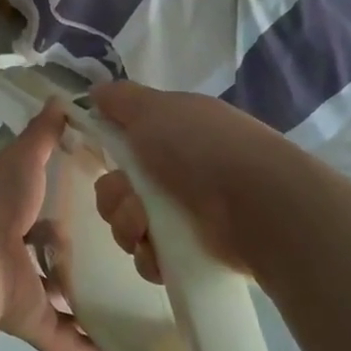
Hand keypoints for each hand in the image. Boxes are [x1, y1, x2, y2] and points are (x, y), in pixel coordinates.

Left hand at [0, 105, 113, 350]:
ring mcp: (22, 291)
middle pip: (50, 259)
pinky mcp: (31, 323)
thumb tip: (61, 98)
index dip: (64, 210)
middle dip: (76, 259)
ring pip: (58, 301)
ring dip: (86, 306)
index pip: (41, 213)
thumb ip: (43, 133)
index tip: (101, 209)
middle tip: (123, 256)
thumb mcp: (23, 158)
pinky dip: (90, 349)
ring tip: (132, 303)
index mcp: (11, 215)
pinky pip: (65, 340)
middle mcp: (15, 254)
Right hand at [89, 81, 299, 282]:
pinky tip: (159, 252)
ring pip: (129, 225)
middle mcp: (178, 172)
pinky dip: (149, 257)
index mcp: (173, 133)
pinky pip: (150, 259)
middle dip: (114, 197)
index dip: (112, 151)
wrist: (256, 203)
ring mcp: (185, 214)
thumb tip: (95, 91)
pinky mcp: (191, 254)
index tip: (106, 155)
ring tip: (146, 227)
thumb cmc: (202, 147)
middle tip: (132, 200)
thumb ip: (121, 99)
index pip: (127, 144)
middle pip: (119, 189)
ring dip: (127, 225)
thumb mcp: (154, 109)